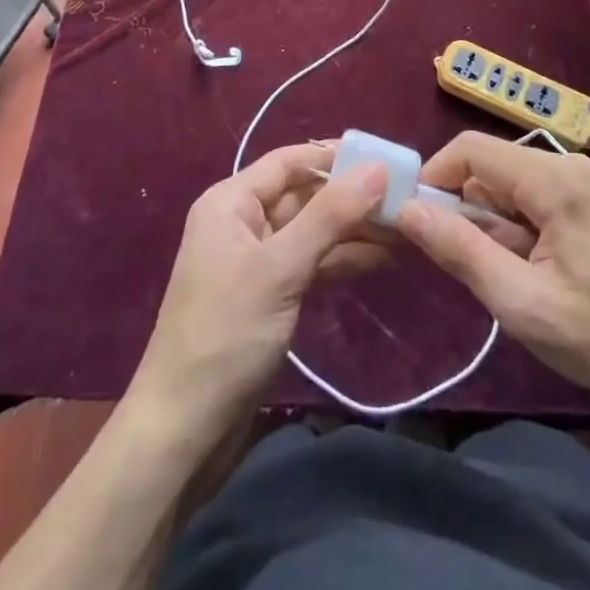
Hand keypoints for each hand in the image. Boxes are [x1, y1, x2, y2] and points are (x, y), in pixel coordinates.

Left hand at [130, 144, 387, 435]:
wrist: (184, 432)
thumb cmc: (226, 335)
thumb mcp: (281, 268)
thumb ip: (330, 215)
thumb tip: (377, 168)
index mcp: (231, 202)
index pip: (289, 161)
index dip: (334, 157)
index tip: (384, 159)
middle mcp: (242, 222)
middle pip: (303, 195)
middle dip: (351, 197)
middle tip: (406, 199)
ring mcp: (256, 261)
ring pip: (312, 231)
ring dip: (353, 231)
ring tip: (404, 229)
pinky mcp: (269, 296)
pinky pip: (310, 263)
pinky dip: (341, 260)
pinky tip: (380, 259)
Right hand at [394, 131, 589, 417]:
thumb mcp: (523, 303)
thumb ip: (461, 251)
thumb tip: (405, 210)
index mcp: (553, 179)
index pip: (470, 149)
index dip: (435, 177)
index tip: (416, 221)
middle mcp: (567, 164)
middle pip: (489, 166)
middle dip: (464, 208)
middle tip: (463, 264)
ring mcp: (582, 181)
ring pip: (508, 184)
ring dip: (491, 222)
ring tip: (504, 276)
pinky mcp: (589, 201)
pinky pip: (532, 197)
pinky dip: (515, 227)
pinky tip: (529, 270)